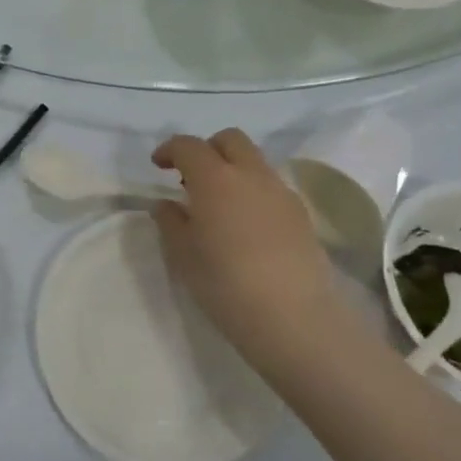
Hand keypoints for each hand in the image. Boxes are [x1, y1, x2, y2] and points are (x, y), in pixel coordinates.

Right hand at [151, 129, 339, 366]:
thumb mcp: (184, 256)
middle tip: (191, 179)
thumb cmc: (227, 285)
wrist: (296, 320)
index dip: (170, 150)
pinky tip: (246, 226)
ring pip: (254, 161)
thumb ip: (170, 222)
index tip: (158, 166)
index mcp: (215, 179)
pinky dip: (253, 191)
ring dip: (232, 170)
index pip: (189, 146)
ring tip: (219, 206)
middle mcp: (251, 175)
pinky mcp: (301, 214)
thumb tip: (167, 204)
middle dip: (207, 149)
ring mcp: (281, 192)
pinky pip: (271, 186)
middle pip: (229, 140)